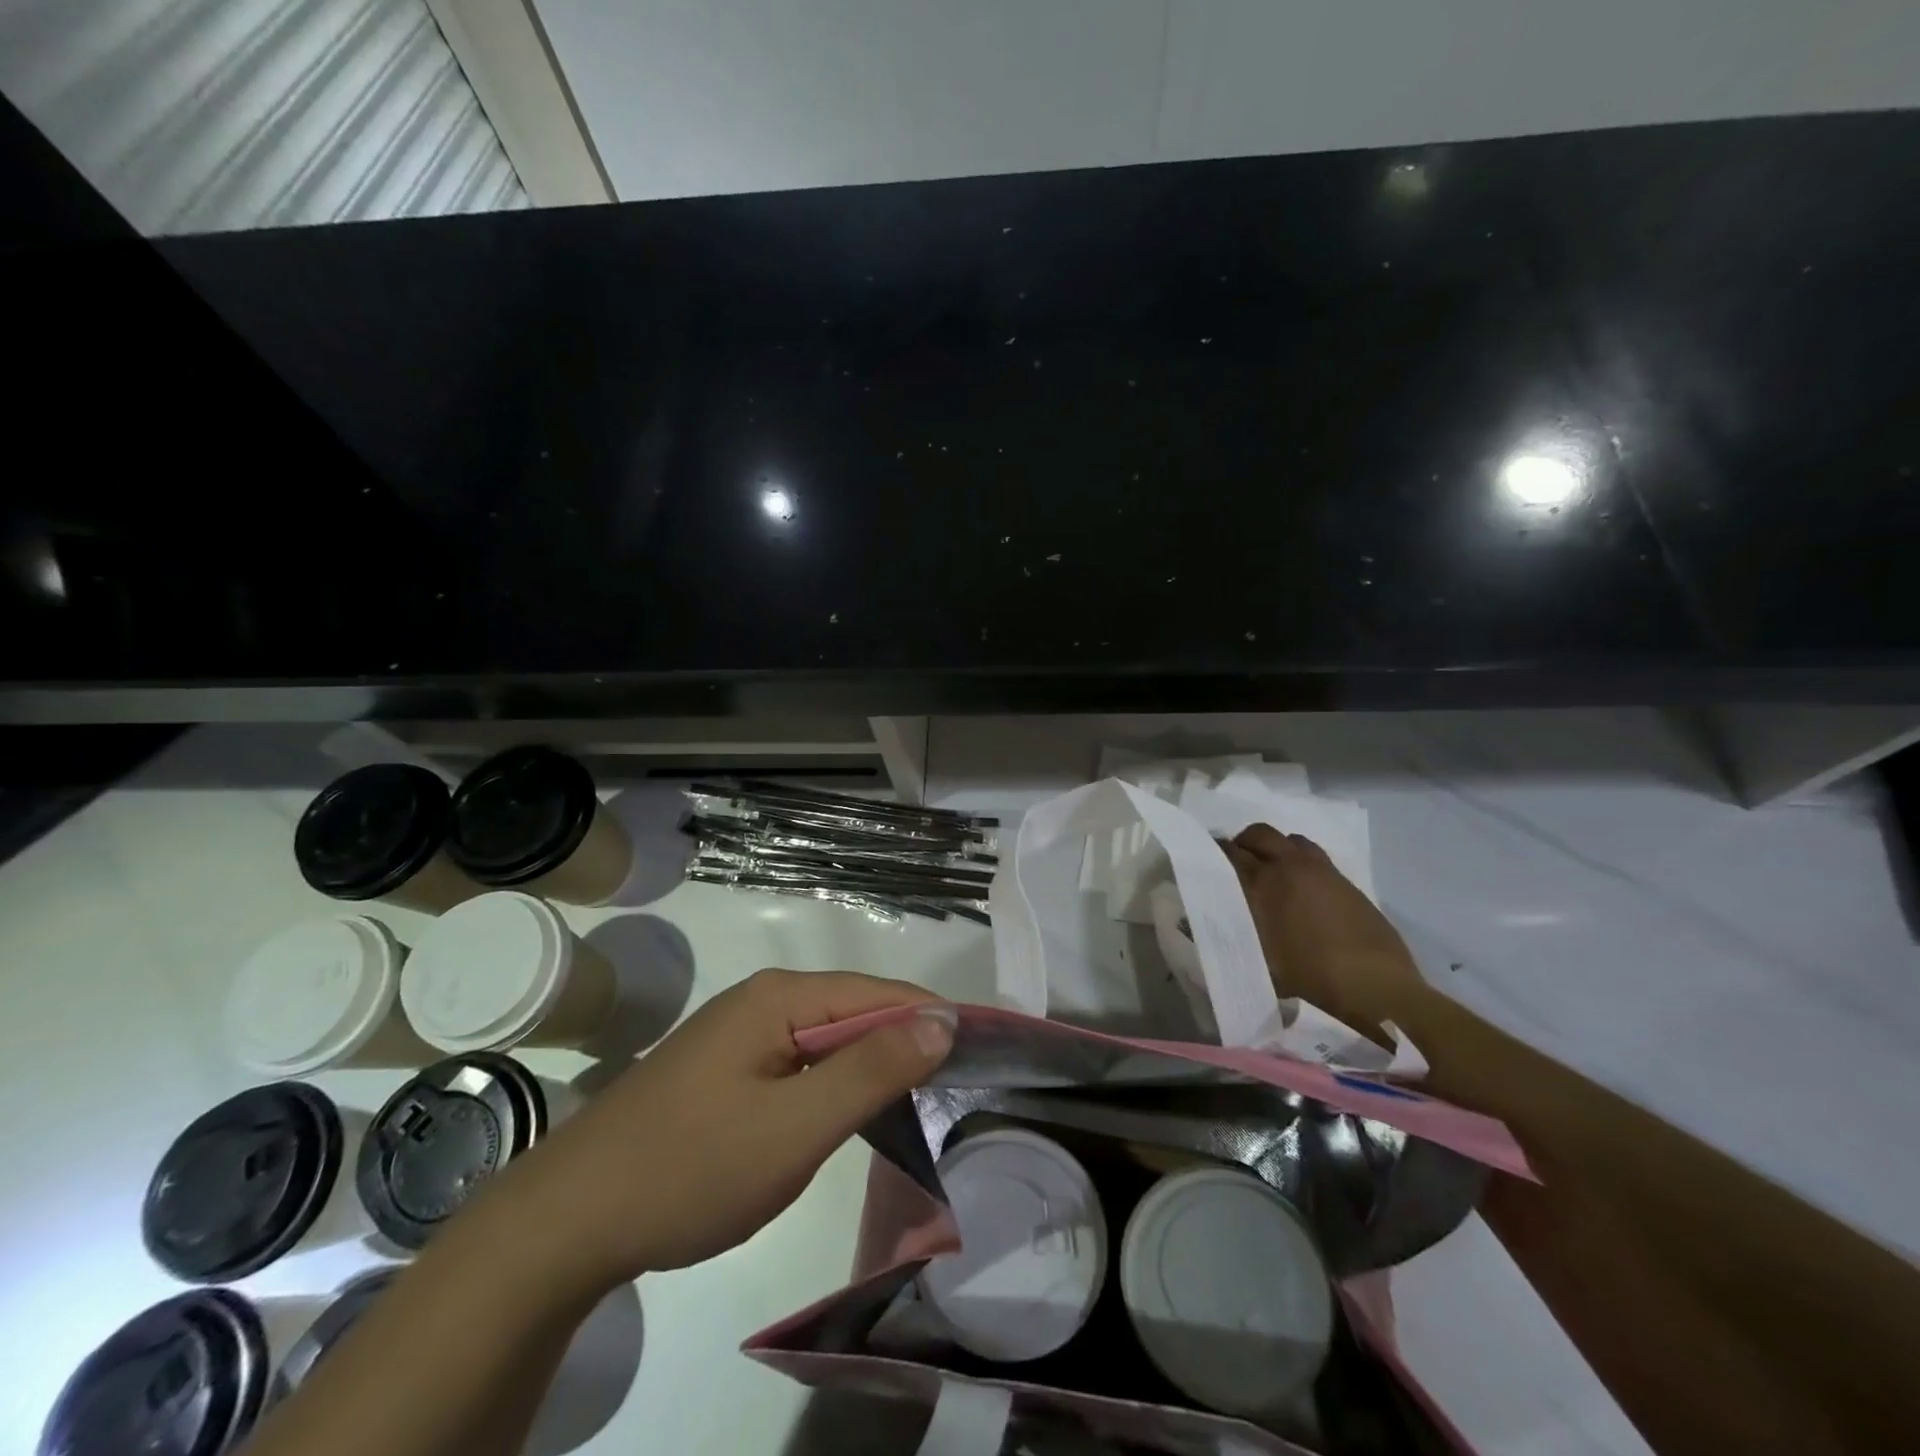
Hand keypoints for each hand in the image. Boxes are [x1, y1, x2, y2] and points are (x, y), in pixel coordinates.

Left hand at [499, 968, 954, 1291]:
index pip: (882, 992)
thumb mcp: (794, 1127)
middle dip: (906, 1046)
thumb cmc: (692, 1168)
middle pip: (857, 1010)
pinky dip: (835, 1085)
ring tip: (916, 1108)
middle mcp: (764, 999)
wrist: (570, 1221)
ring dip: (872, 1068)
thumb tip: (943, 1018)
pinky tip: (850, 1115)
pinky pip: (801, 1062)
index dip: (933, 1021)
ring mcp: (741, 1032)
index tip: (980, 1061)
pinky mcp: (728, 1066)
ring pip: (830, 1039)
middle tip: (953, 1096)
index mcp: (782, 997)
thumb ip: (871, 1070)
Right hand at [1221, 824, 1427, 1041]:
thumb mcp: (1257, 962)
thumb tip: (1205, 925)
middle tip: (1238, 863)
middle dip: (1244, 842)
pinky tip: (1302, 887)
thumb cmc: (1308, 979)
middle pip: (1259, 833)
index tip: (1207, 862)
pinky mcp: (1346, 880)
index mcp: (1262, 883)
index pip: (1229, 852)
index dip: (1214, 853)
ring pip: (1290, 839)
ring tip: (1272, 871)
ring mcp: (1321, 870)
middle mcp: (1288, 866)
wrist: (1373, 987)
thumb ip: (1232, 936)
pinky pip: (1314, 856)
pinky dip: (1301, 861)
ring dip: (1276, 848)